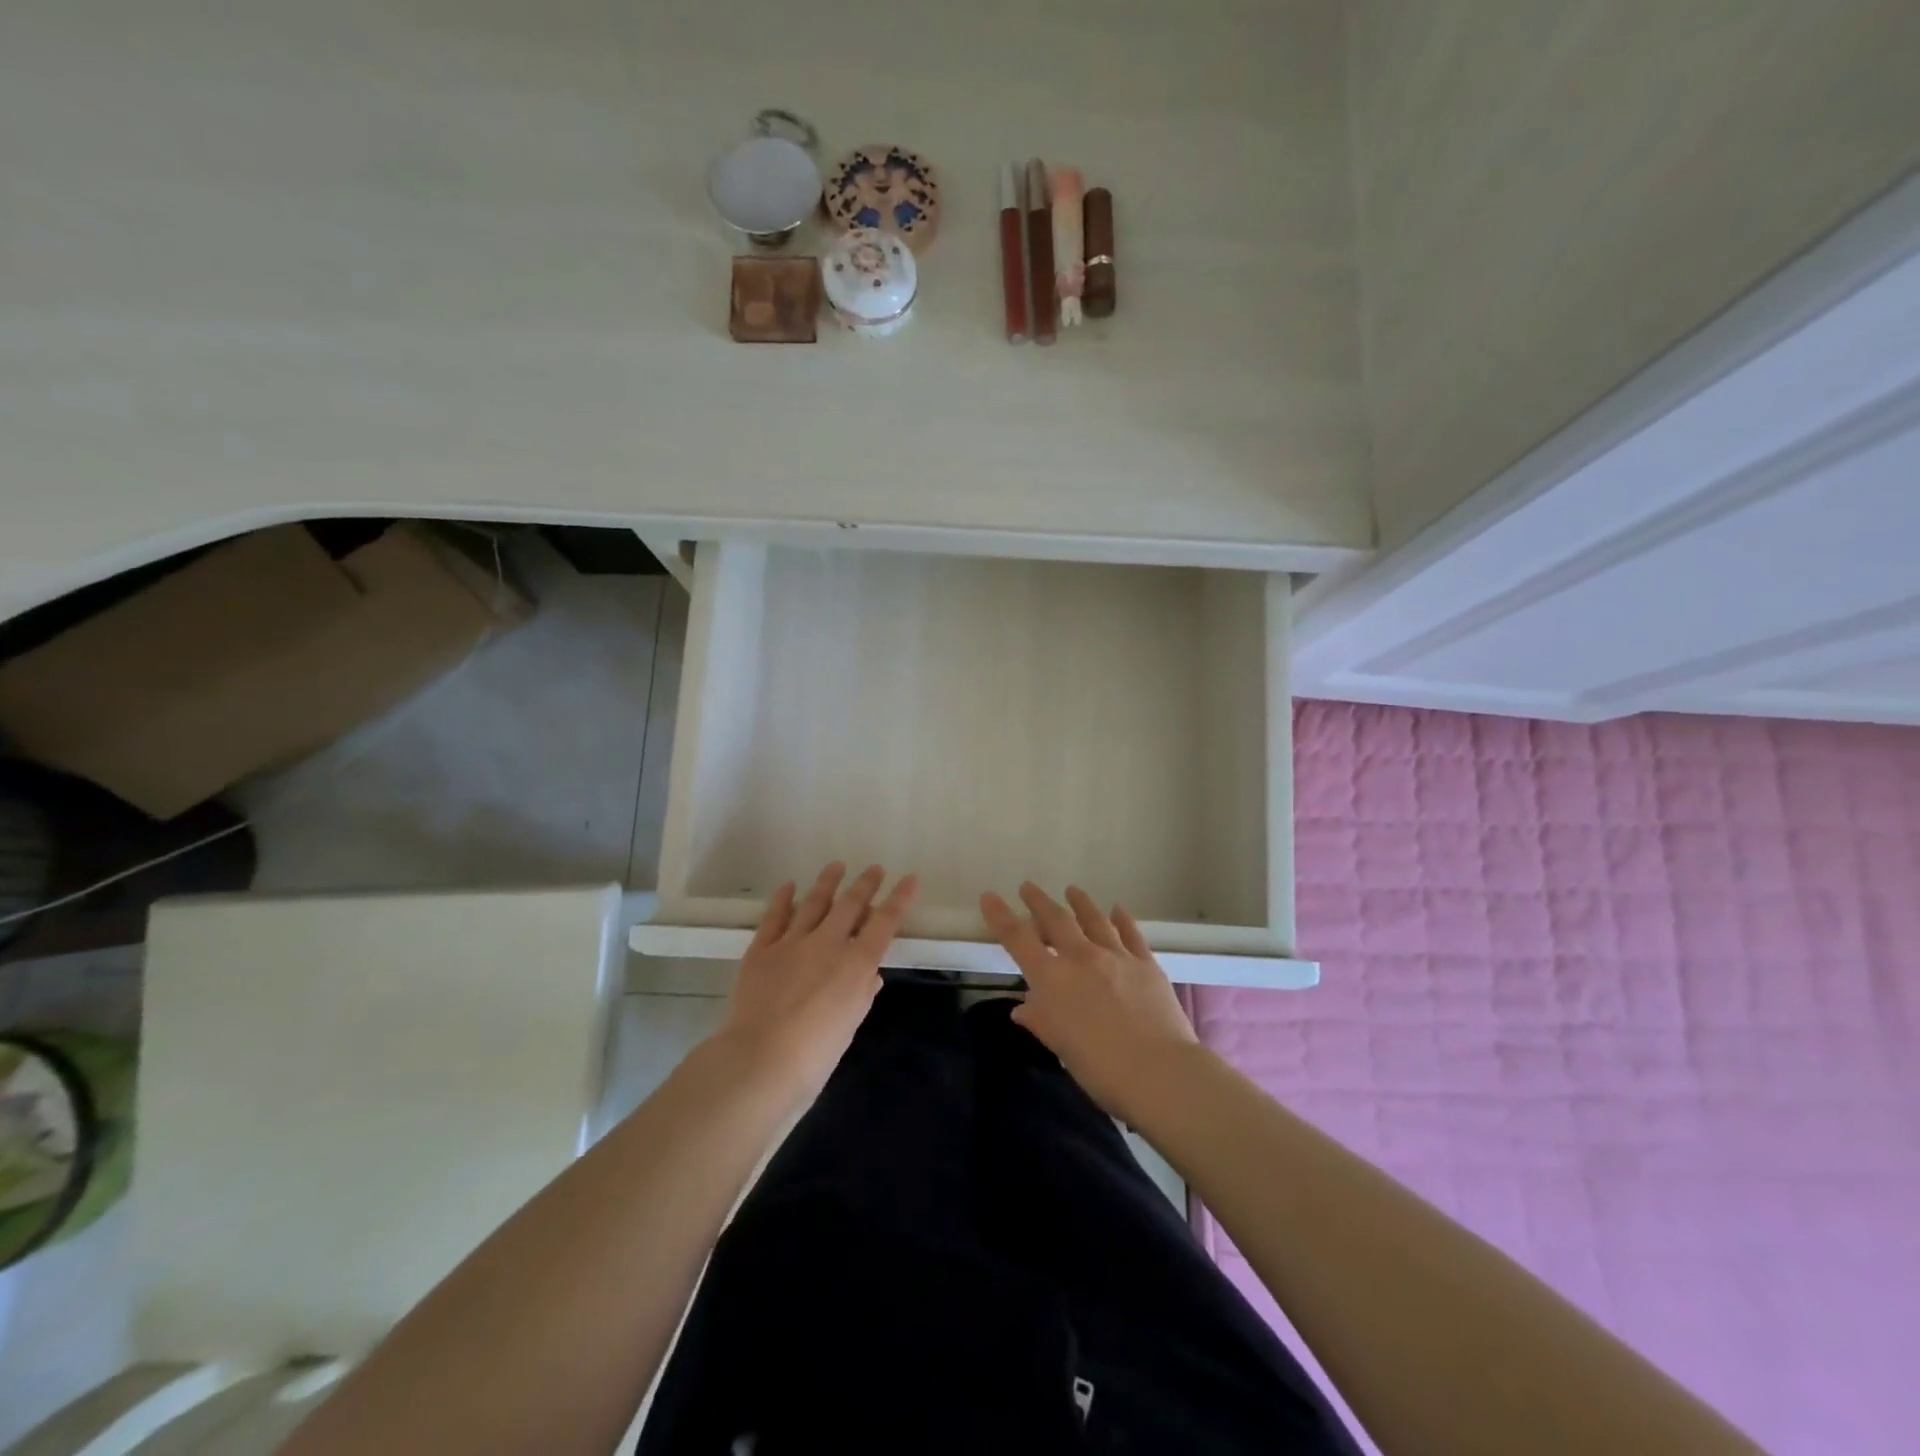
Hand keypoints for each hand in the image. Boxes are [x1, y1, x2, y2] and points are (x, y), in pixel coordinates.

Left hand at [715, 862, 917, 1103]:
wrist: (761, 1059)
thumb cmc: (815, 1054)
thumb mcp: (850, 1026)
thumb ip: (861, 994)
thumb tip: (870, 974)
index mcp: (856, 964)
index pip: (884, 922)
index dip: (899, 899)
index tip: (909, 880)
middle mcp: (827, 943)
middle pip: (850, 904)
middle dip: (865, 884)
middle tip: (874, 869)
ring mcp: (792, 943)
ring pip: (813, 903)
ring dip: (827, 882)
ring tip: (836, 866)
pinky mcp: (761, 950)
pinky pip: (774, 917)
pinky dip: (782, 899)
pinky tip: (788, 886)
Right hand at [980, 882, 1199, 1119]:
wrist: (1159, 1071)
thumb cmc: (1100, 1068)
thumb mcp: (1061, 1046)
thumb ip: (1040, 1021)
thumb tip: (1022, 1007)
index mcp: (1053, 979)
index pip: (1018, 939)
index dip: (1001, 916)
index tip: (989, 897)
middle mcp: (1081, 958)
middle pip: (1056, 920)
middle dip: (1039, 901)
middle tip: (1028, 887)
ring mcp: (1116, 956)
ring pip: (1094, 919)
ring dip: (1080, 903)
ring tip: (1072, 890)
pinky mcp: (1146, 963)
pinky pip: (1131, 934)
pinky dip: (1122, 919)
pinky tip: (1117, 910)